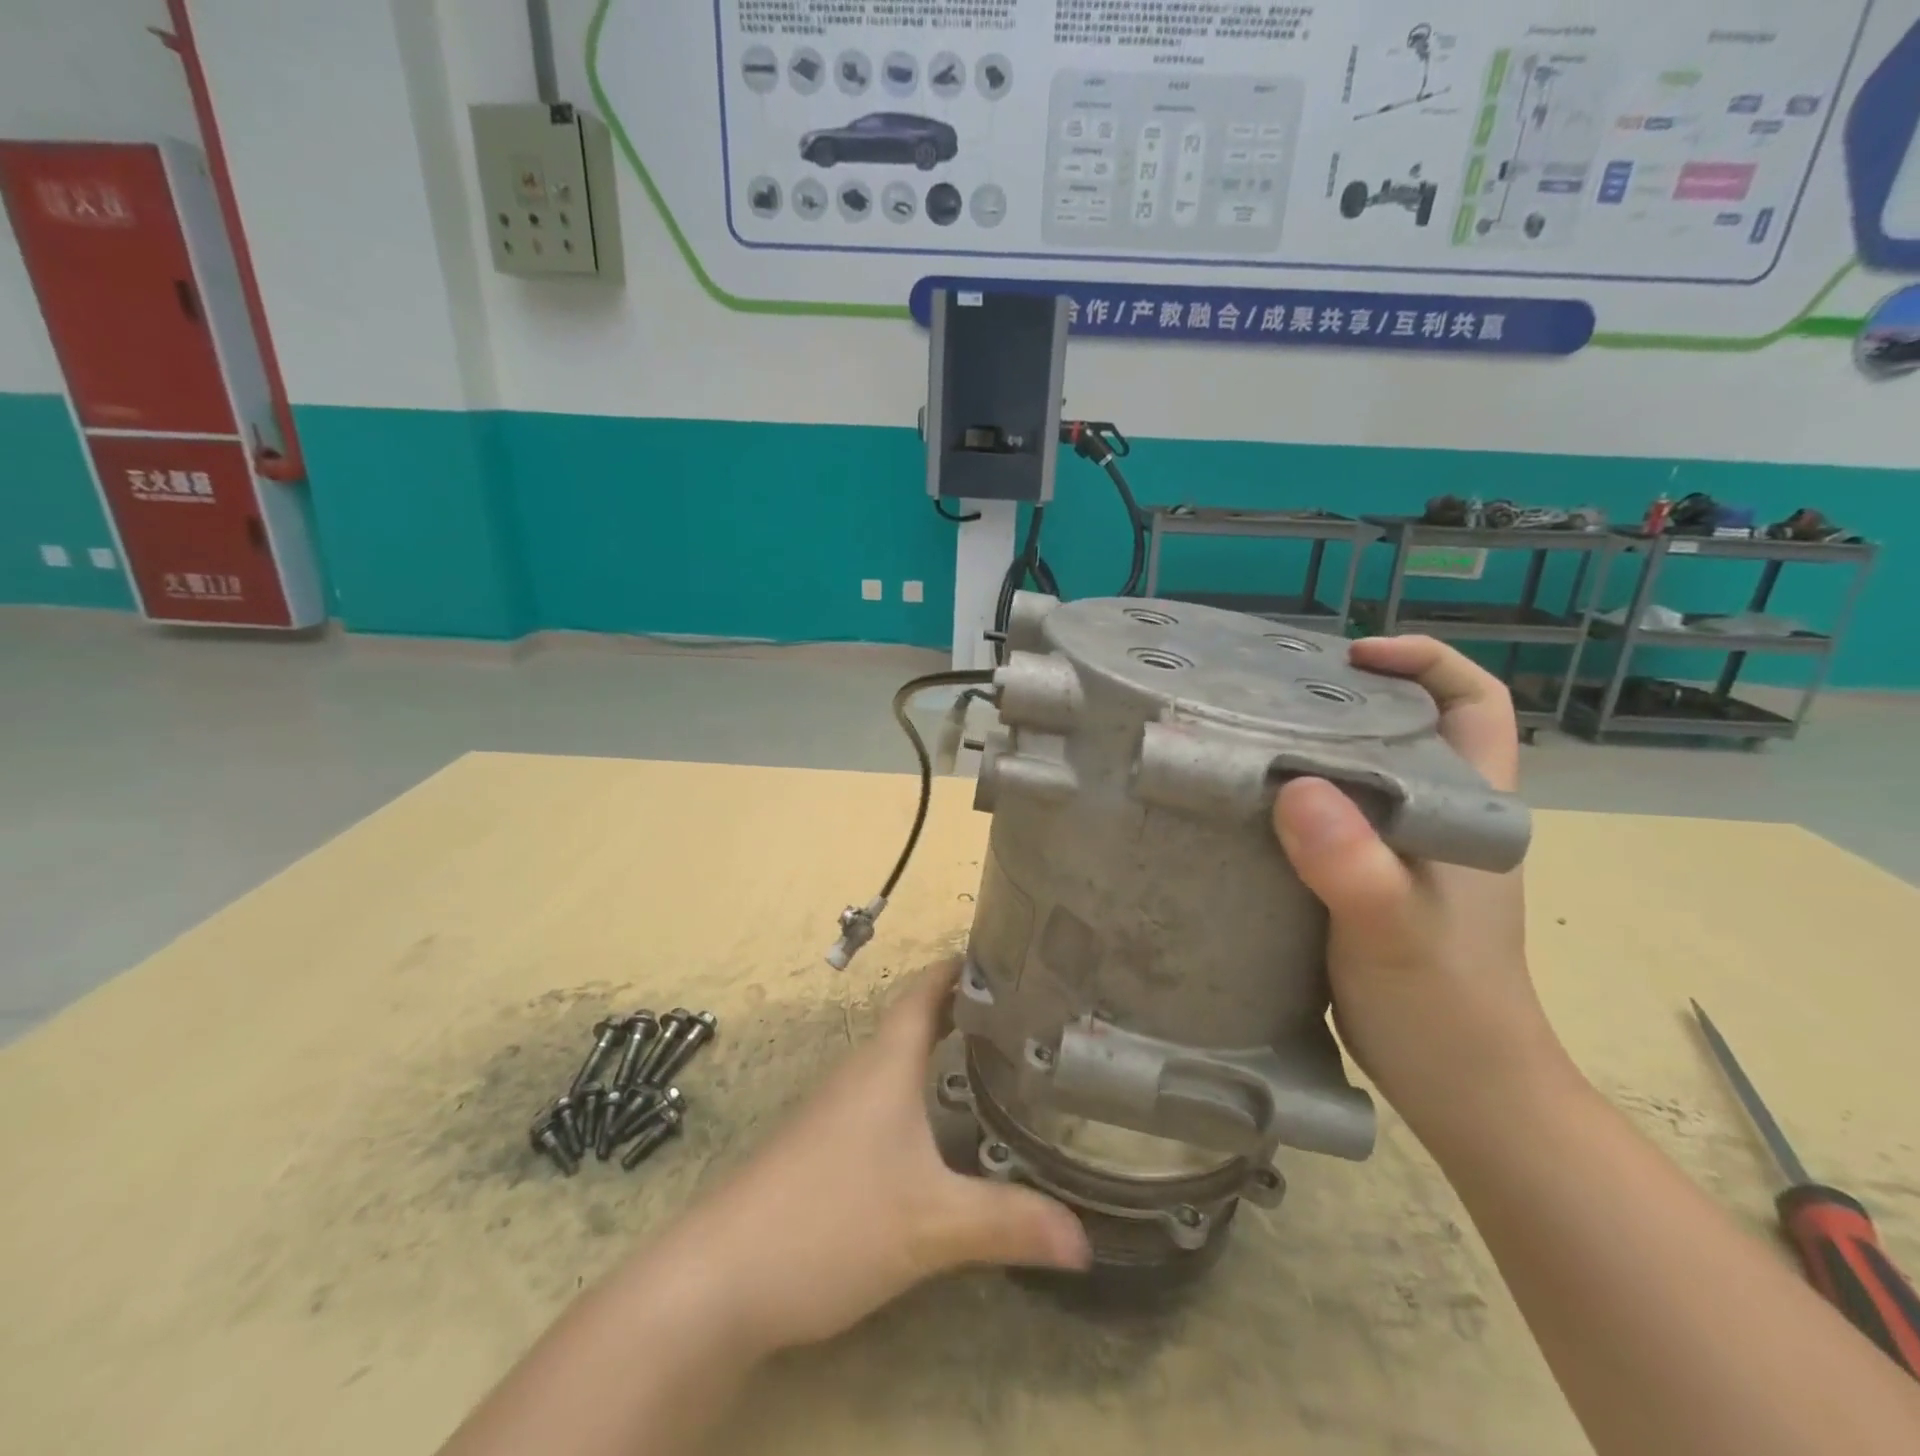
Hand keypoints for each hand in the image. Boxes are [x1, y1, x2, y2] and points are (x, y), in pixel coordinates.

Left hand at [672, 961, 1090, 1354]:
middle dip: (962, 1011)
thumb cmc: (830, 1221)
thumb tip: (1088, 1240)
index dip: (958, 968)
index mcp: (884, 1064)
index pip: (923, 992)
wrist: (717, 1280)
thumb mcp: (930, 1225)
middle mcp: (859, 1074)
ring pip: (896, 1064)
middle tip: (1022, 1014)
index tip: (1002, 954)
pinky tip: (938, 1131)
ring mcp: (834, 1111)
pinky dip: (916, 1094)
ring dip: (938, 1053)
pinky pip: (880, 1100)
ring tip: (994, 1062)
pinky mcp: (821, 1149)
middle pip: (913, 1023)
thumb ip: (1008, 1224)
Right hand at [1271, 637, 1576, 1133]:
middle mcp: (1439, 818)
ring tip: (1244, 739)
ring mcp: (1403, 852)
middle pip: (1407, 728)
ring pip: (1365, 774)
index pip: (1475, 703)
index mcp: (1470, 808)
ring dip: (1314, 749)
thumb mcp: (1393, 929)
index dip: (1425, 662)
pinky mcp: (1366, 883)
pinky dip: (1293, 802)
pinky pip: (1331, 820)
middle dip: (1348, 698)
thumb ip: (1352, 864)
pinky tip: (1245, 808)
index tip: (1352, 656)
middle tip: (1271, 693)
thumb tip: (1295, 790)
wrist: (1462, 1090)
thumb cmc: (1445, 1005)